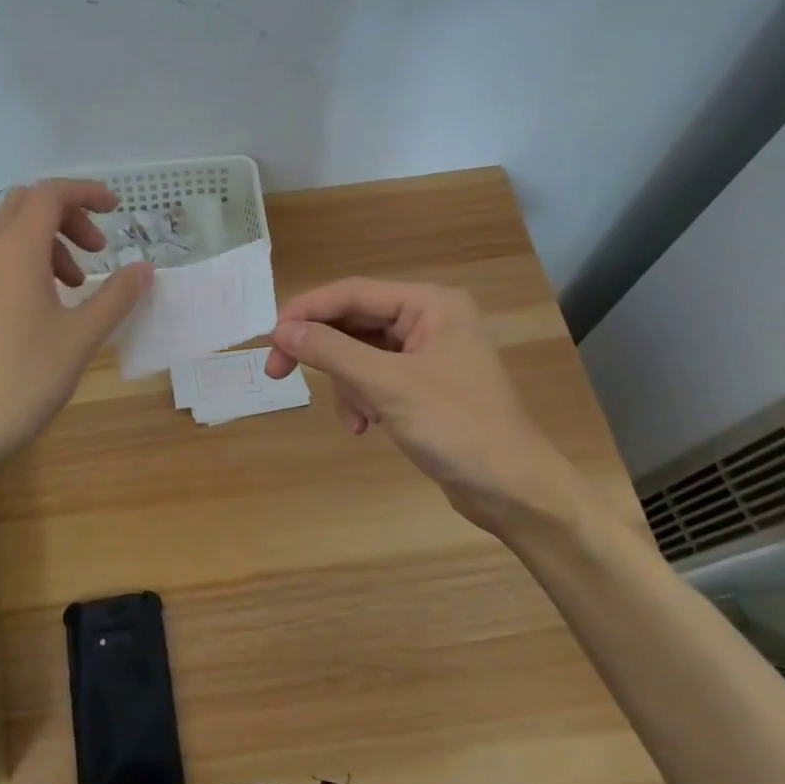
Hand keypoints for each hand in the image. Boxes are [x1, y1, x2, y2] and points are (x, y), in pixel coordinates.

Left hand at [0, 179, 153, 469]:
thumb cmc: (23, 379)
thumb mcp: (81, 338)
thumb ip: (116, 297)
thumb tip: (145, 267)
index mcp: (17, 251)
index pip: (50, 194)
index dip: (86, 192)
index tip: (117, 209)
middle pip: (27, 204)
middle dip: (68, 214)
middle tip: (99, 248)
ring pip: (12, 233)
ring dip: (50, 241)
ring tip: (79, 284)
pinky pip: (0, 260)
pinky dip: (30, 263)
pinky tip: (49, 307)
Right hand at [264, 277, 578, 538]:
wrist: (514, 491)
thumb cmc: (457, 427)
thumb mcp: (387, 385)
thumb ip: (332, 351)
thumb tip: (281, 331)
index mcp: (430, 304)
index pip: (353, 292)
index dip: (307, 310)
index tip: (269, 336)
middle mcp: (428, 319)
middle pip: (353, 322)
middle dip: (324, 353)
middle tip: (278, 372)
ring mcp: (427, 353)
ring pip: (359, 353)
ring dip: (347, 385)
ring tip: (358, 419)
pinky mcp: (423, 385)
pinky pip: (374, 377)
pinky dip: (362, 399)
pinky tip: (368, 427)